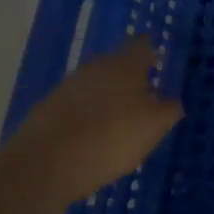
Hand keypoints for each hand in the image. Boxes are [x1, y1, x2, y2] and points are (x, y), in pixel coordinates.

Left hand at [1, 37, 183, 208]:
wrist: (41, 168)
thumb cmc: (110, 138)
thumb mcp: (154, 127)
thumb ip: (168, 110)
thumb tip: (172, 101)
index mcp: (125, 64)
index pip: (142, 45)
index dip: (152, 52)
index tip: (159, 61)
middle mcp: (95, 68)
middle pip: (116, 64)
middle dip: (128, 77)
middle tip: (142, 96)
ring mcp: (66, 89)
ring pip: (93, 86)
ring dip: (104, 98)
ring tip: (116, 121)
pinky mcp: (44, 112)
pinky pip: (73, 108)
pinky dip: (83, 118)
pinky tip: (89, 139)